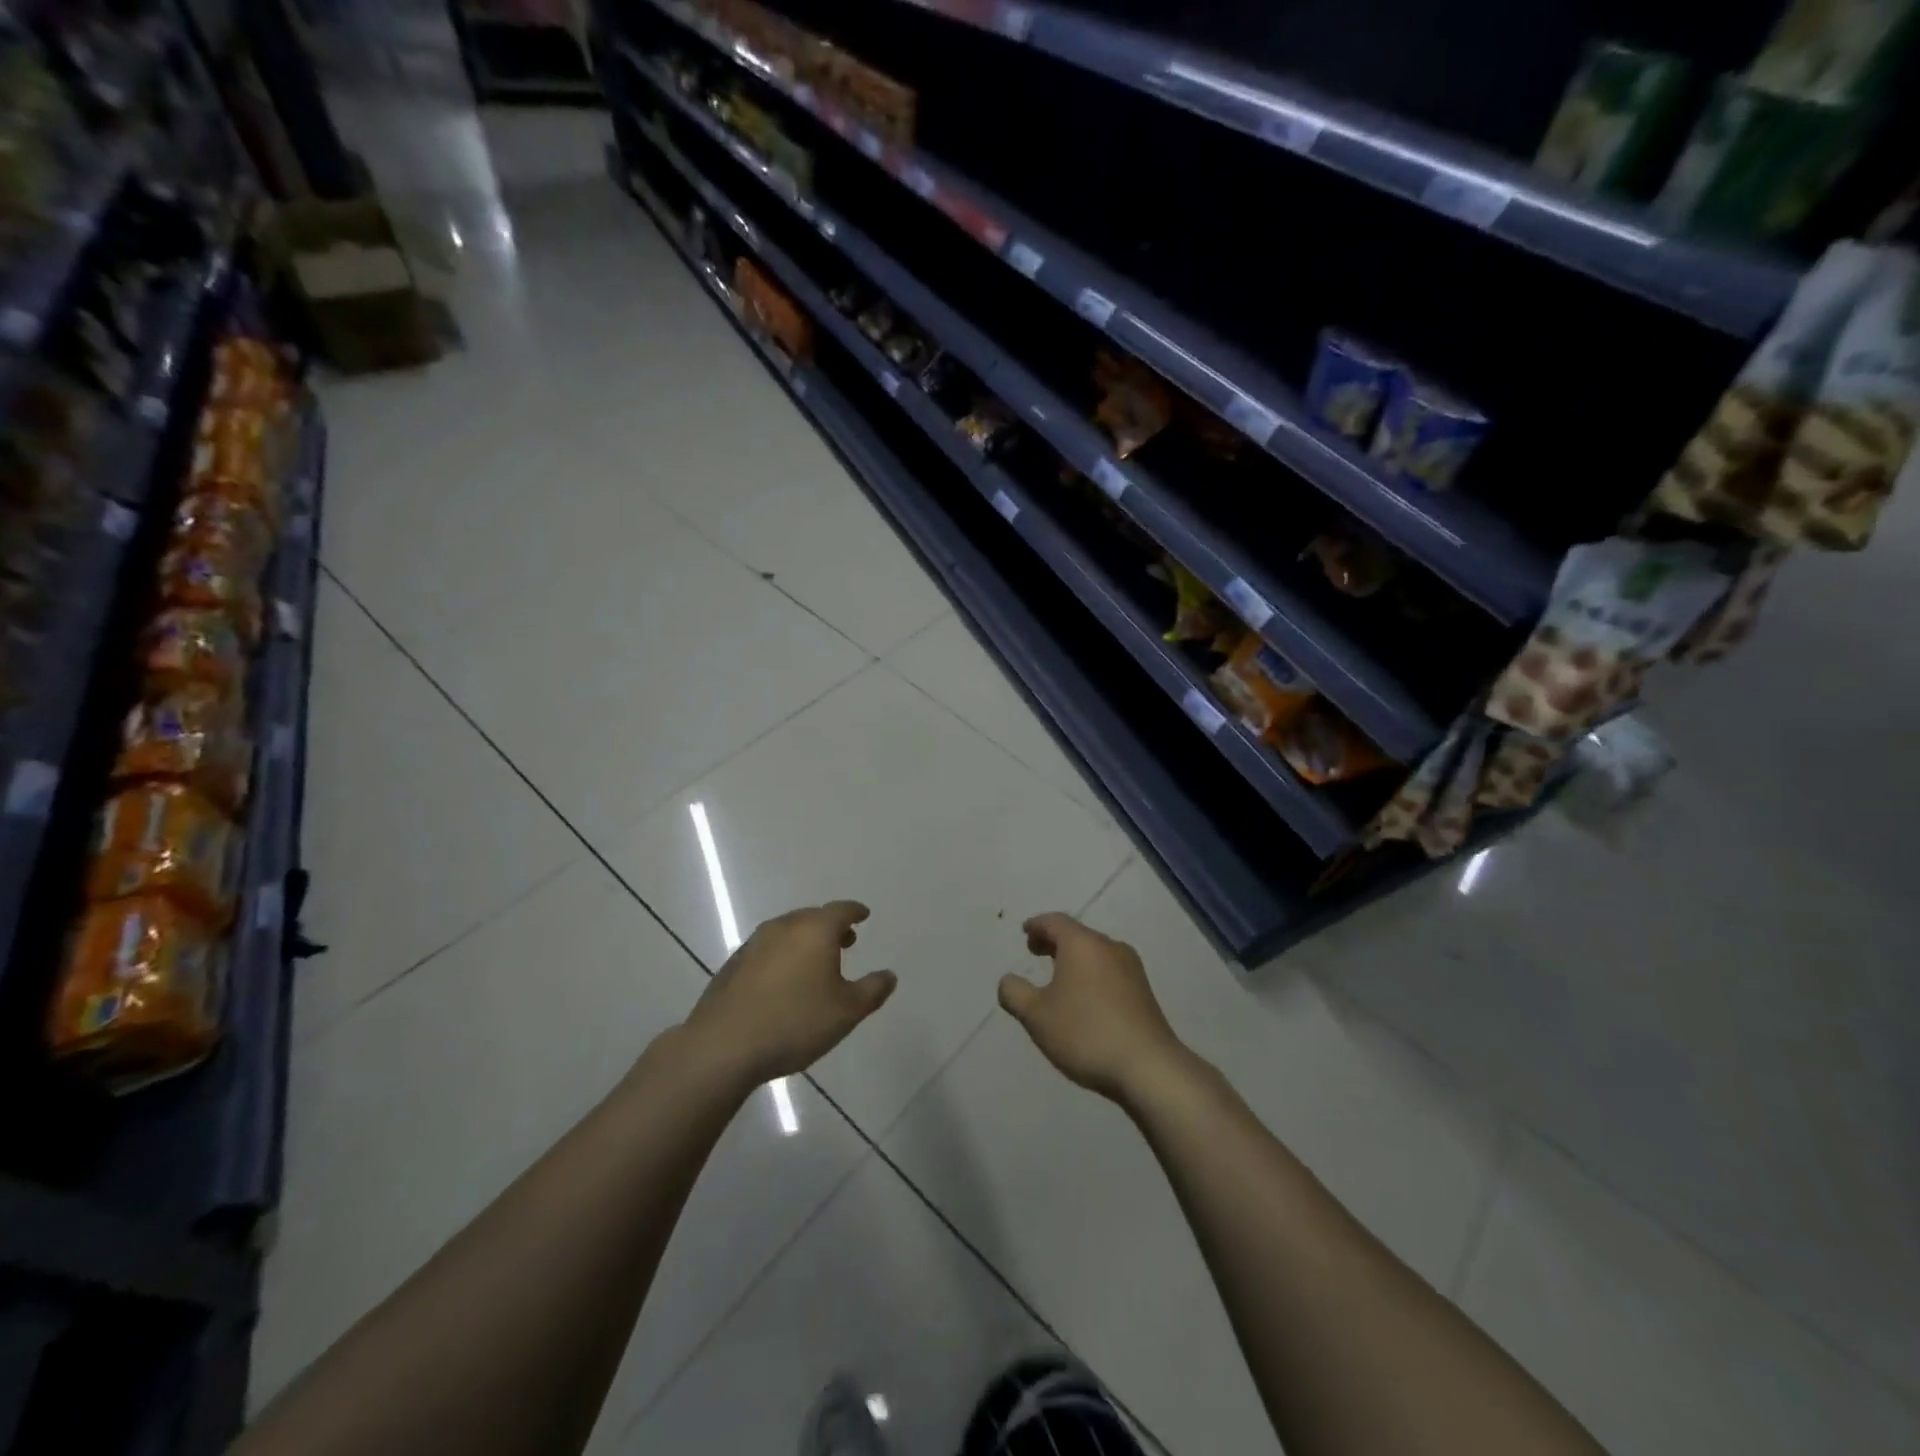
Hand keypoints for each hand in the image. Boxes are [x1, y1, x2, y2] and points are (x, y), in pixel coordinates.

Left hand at [682, 900, 896, 1085]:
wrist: (724, 1045)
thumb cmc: (795, 1022)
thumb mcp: (847, 1011)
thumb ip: (872, 990)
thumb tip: (889, 975)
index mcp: (815, 930)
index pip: (841, 910)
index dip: (855, 911)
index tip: (863, 915)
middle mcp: (784, 927)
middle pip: (812, 917)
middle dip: (831, 926)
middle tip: (845, 941)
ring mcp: (754, 944)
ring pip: (787, 932)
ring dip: (804, 941)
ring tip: (815, 962)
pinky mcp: (733, 965)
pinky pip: (767, 950)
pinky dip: (782, 956)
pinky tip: (782, 981)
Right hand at [998, 913, 1186, 1102]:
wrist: (1148, 1067)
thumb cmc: (1085, 1033)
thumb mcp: (1037, 1016)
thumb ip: (1015, 993)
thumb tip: (1008, 980)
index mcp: (1082, 944)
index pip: (1055, 922)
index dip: (1037, 925)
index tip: (1025, 932)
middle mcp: (1109, 946)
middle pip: (1077, 934)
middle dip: (1054, 941)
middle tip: (1036, 951)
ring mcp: (1131, 968)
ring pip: (1095, 952)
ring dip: (1074, 958)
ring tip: (1058, 976)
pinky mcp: (1143, 990)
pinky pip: (1109, 970)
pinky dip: (1091, 973)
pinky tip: (1085, 997)